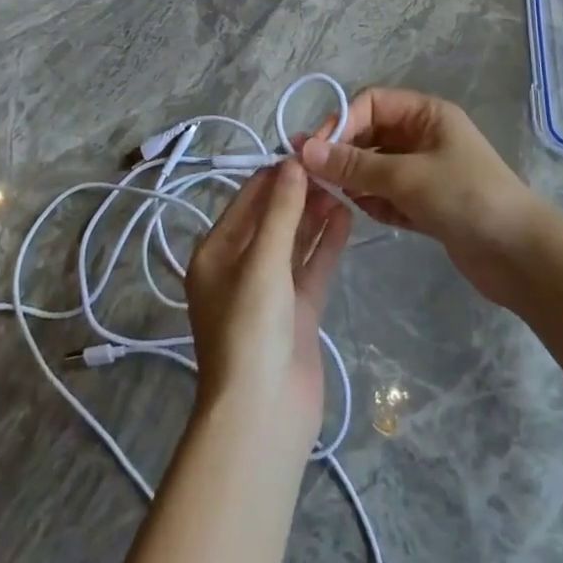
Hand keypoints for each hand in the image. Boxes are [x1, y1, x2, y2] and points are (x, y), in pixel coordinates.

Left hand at [185, 159, 351, 447]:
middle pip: (272, 218)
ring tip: (344, 184)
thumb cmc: (250, 329)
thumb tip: (293, 162)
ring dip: (315, 215)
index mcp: (216, 253)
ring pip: (295, 241)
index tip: (310, 148)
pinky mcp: (297, 310)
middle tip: (334, 165)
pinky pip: (312, 266)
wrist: (263, 414)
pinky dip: (327, 243)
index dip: (277, 174)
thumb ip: (280, 210)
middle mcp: (240, 267)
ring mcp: (271, 290)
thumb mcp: (262, 262)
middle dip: (300, 192)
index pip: (247, 199)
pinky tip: (347, 217)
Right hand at [299, 88, 551, 304]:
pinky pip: (389, 194)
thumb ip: (354, 164)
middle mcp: (424, 136)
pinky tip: (365, 213)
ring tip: (337, 198)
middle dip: (343, 154)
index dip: (341, 122)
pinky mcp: (428, 204)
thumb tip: (304, 150)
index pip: (370, 104)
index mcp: (426, 114)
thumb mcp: (406, 176)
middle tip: (313, 179)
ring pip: (376, 167)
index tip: (314, 152)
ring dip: (356, 180)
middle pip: (371, 135)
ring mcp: (426, 171)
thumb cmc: (465, 198)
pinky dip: (375, 202)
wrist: (519, 254)